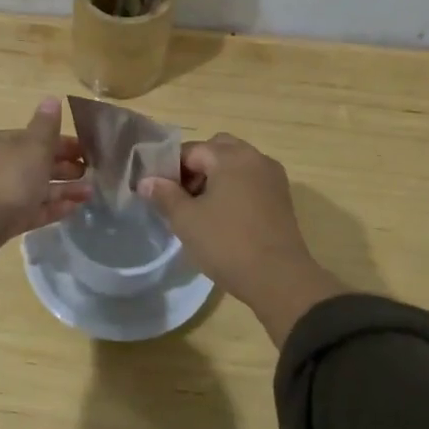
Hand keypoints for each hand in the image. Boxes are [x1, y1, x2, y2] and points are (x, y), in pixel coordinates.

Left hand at [0, 97, 90, 250]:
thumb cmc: (5, 180)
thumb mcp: (32, 148)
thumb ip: (46, 126)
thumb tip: (52, 98)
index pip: (31, 137)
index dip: (60, 142)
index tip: (85, 152)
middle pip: (31, 163)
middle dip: (62, 168)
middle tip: (89, 174)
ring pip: (30, 188)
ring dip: (60, 190)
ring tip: (89, 195)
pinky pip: (25, 210)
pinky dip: (47, 208)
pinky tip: (71, 211)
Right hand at [137, 133, 345, 344]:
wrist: (280, 279)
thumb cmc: (227, 243)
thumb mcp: (186, 220)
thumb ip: (164, 195)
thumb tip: (146, 181)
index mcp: (230, 156)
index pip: (191, 150)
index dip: (171, 169)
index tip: (160, 192)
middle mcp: (255, 157)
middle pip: (217, 150)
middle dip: (196, 167)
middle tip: (182, 196)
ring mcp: (272, 177)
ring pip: (236, 164)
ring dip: (216, 177)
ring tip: (202, 209)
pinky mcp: (282, 197)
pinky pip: (251, 180)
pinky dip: (235, 188)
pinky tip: (225, 217)